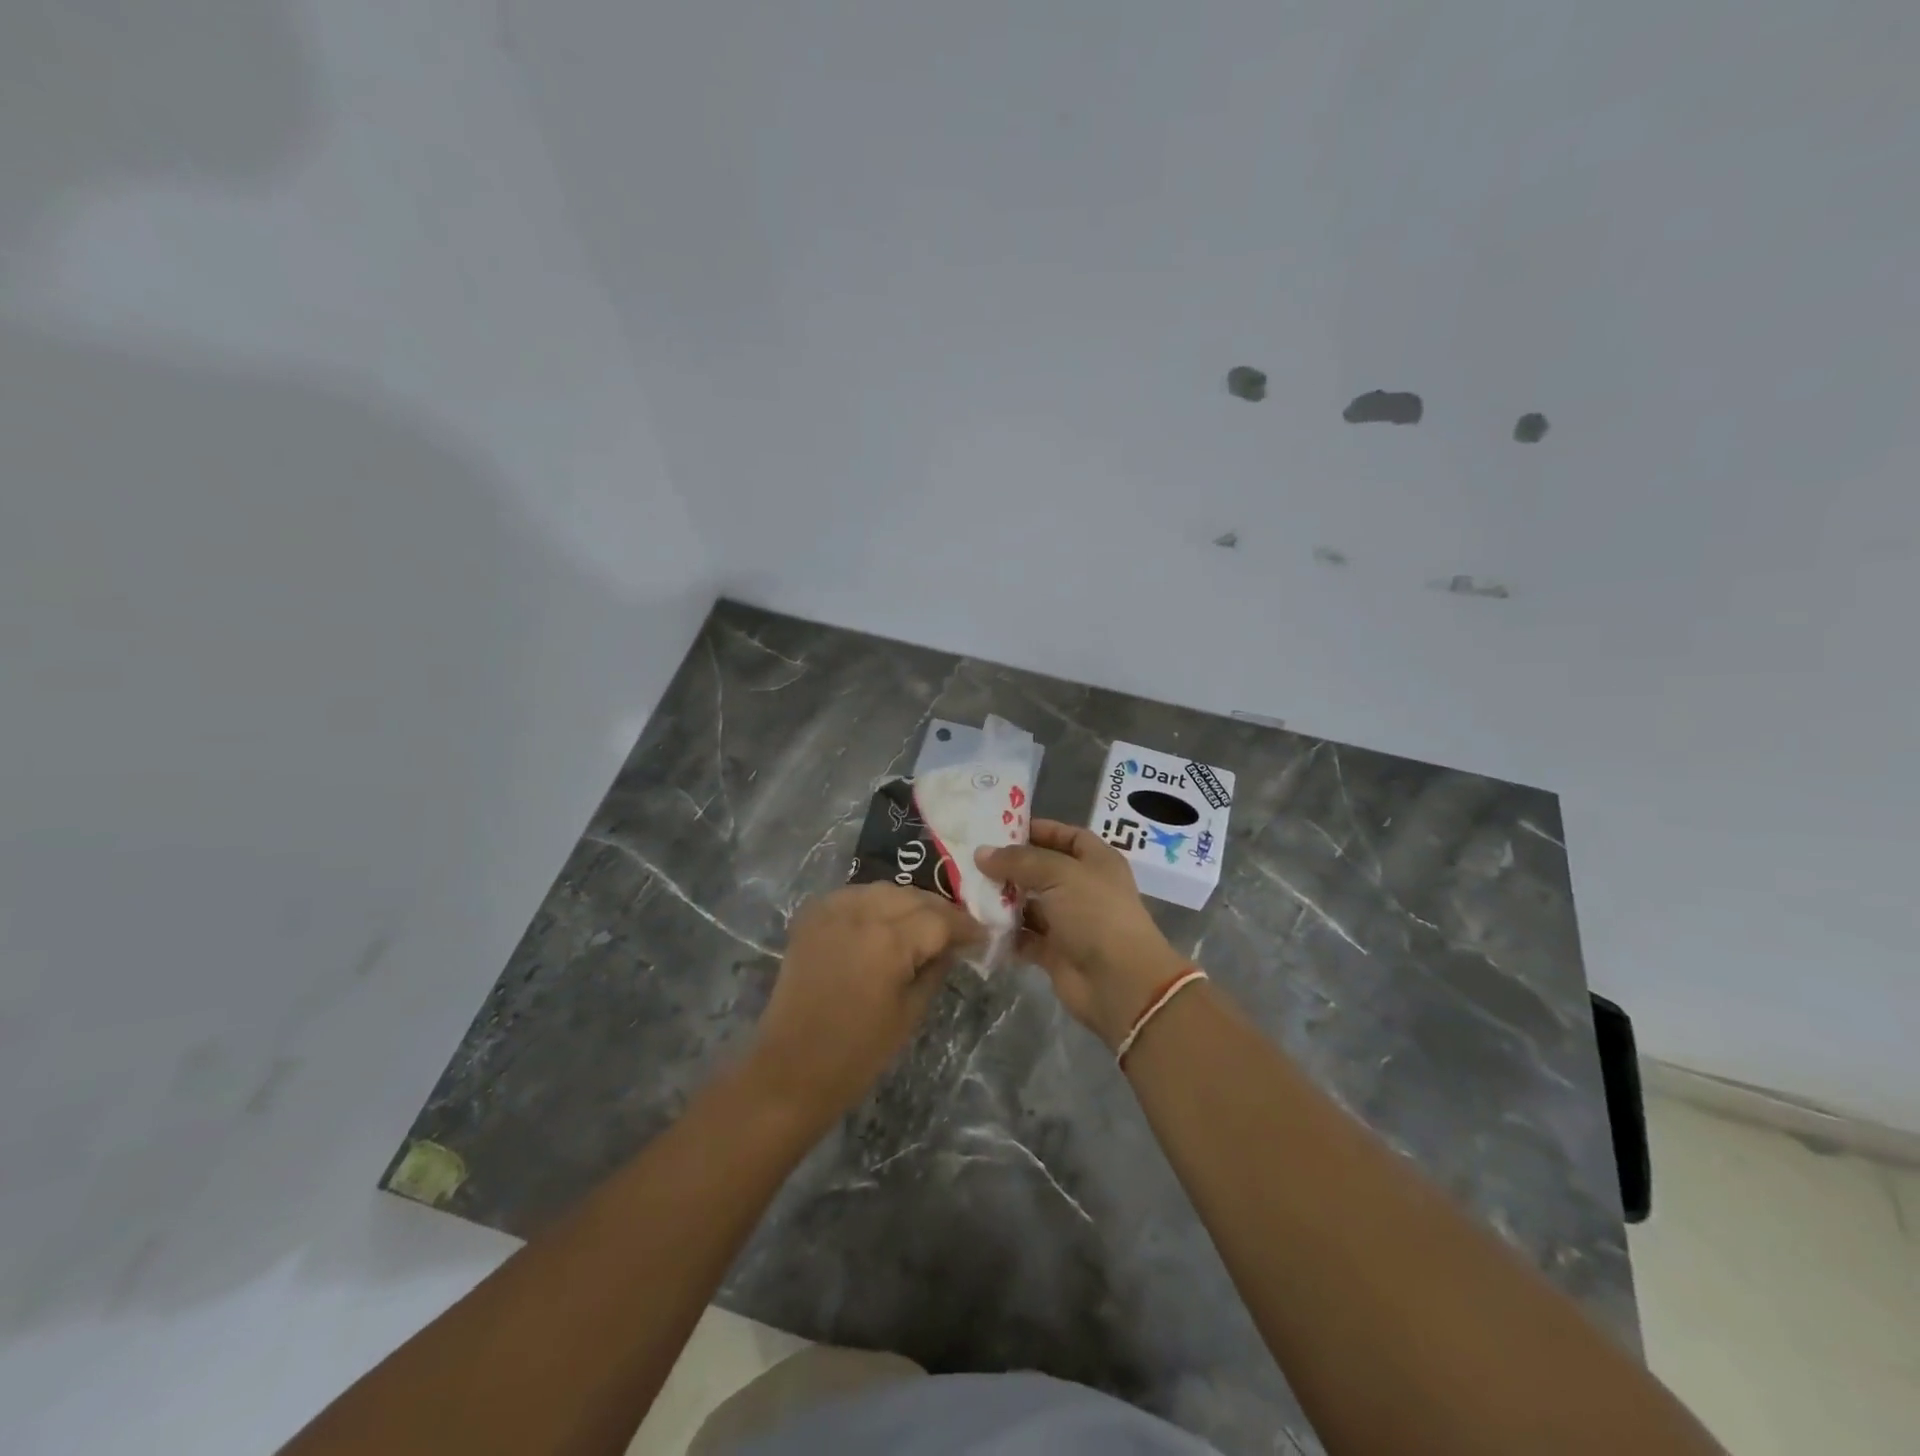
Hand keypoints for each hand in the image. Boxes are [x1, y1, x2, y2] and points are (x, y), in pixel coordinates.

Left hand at [747, 884, 980, 1124]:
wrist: (790, 1069)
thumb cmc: (857, 1054)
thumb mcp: (910, 1013)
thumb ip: (935, 969)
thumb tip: (952, 945)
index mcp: (889, 940)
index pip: (940, 919)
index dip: (965, 926)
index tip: (982, 936)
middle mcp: (860, 913)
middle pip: (913, 896)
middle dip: (939, 910)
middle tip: (956, 930)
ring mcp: (832, 910)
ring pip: (884, 889)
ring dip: (908, 902)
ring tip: (923, 923)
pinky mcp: (811, 916)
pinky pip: (854, 895)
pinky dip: (874, 903)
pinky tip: (884, 921)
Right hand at [976, 820, 1186, 1049]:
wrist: (1119, 982)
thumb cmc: (1095, 914)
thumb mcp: (1059, 874)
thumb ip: (1019, 861)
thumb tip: (982, 853)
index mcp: (1096, 861)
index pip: (1065, 835)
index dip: (1037, 829)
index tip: (1000, 828)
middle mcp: (1082, 887)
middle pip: (1042, 869)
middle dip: (1010, 865)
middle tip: (971, 859)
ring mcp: (1068, 921)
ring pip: (1029, 903)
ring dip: (1003, 899)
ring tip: (967, 889)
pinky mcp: (1054, 951)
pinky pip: (1024, 936)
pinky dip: (1005, 932)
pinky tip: (978, 923)